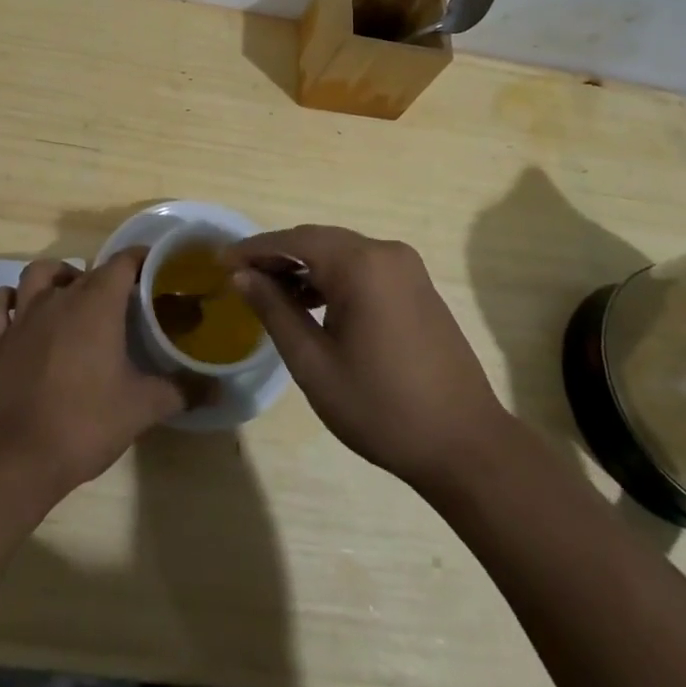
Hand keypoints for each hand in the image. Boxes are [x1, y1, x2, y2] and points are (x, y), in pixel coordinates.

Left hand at [0, 249, 188, 494]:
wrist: (20, 457)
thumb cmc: (86, 422)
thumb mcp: (144, 407)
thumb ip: (182, 390)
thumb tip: (216, 388)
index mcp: (97, 303)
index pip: (123, 262)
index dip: (142, 259)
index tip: (158, 270)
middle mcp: (59, 298)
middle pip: (88, 271)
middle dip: (110, 277)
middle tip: (128, 301)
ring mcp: (24, 317)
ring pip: (38, 273)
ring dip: (58, 276)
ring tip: (74, 294)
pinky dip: (7, 300)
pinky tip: (19, 309)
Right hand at [226, 226, 508, 492]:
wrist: (465, 445)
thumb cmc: (381, 407)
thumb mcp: (313, 363)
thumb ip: (274, 311)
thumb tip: (242, 276)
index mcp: (361, 264)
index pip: (294, 240)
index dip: (254, 249)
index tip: (220, 262)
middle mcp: (386, 252)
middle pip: (318, 241)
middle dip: (277, 256)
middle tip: (240, 277)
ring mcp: (407, 268)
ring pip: (341, 253)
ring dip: (305, 268)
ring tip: (270, 294)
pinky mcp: (417, 287)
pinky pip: (364, 268)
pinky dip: (333, 278)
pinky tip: (313, 304)